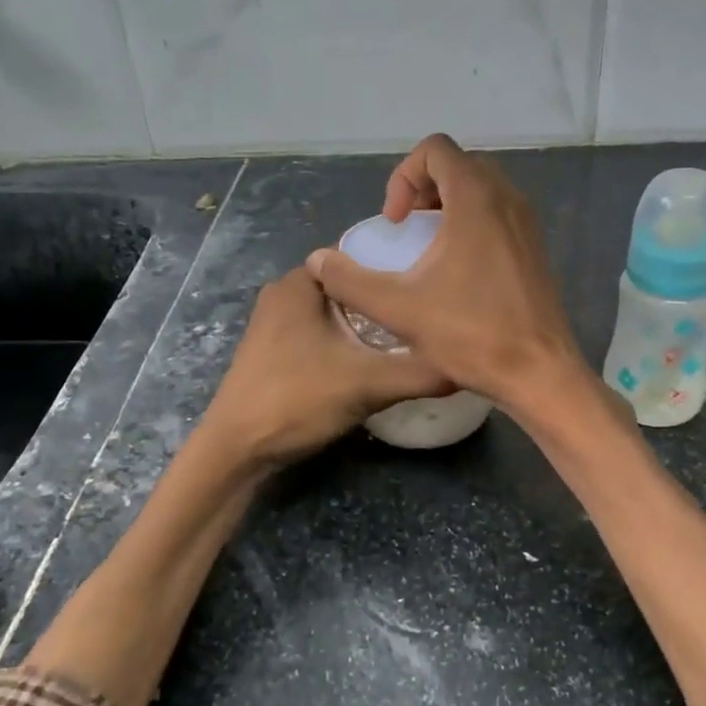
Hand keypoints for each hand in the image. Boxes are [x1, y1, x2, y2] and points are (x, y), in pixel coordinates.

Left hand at [202, 266, 452, 466]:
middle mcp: (283, 294)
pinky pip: (322, 332)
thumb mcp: (368, 384)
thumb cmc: (296, 400)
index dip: (396, 264)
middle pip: (349, 285)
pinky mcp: (274, 352)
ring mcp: (275, 324)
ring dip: (367, 322)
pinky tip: (374, 358)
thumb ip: (420, 371)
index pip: (357, 254)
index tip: (430, 282)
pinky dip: (348, 339)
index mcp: (299, 283)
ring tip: (410, 334)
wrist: (236, 451)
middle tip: (427, 311)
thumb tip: (469, 363)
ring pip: (335, 312)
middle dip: (385, 297)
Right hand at [303, 133, 583, 411]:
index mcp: (475, 199)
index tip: (396, 222)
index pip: (436, 149)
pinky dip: (472, 222)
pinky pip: (499, 212)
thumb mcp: (398, 308)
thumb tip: (317, 261)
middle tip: (407, 228)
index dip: (404, 176)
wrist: (538, 371)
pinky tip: (456, 269)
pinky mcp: (535, 247)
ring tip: (427, 246)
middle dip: (424, 187)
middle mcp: (507, 199)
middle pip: (459, 164)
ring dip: (448, 204)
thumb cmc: (470, 334)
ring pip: (482, 188)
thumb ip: (349, 281)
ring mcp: (527, 223)